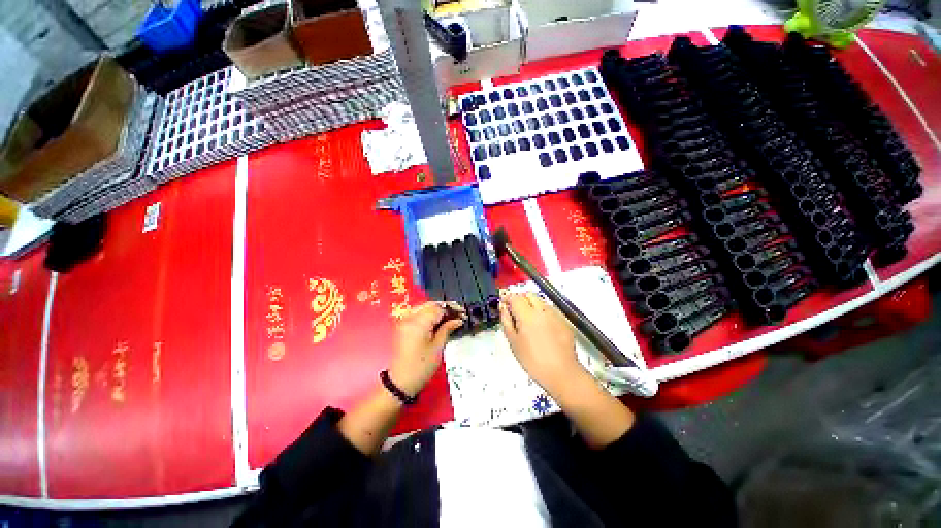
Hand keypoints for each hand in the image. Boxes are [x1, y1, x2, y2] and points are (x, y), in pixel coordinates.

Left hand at [388, 302, 465, 395]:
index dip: (452, 309)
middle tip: (459, 313)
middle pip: (430, 305)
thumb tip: (458, 319)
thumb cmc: (421, 367)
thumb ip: (447, 329)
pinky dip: (428, 313)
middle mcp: (410, 317)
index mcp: (418, 322)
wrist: (400, 382)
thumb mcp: (437, 348)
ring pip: (424, 307)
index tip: (463, 314)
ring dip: (437, 309)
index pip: (438, 308)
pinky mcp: (402, 325)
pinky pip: (418, 313)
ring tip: (450, 316)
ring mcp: (404, 320)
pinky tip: (438, 320)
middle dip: (445, 307)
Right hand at [500, 293, 581, 391]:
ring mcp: (555, 314)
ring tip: (528, 321)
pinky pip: (550, 310)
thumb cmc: (535, 361)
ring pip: (540, 301)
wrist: (561, 373)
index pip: (515, 297)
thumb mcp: (513, 342)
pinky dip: (543, 313)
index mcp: (527, 314)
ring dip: (532, 305)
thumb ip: (506, 321)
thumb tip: (503, 308)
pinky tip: (541, 327)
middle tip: (515, 312)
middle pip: (528, 295)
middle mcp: (542, 310)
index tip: (504, 303)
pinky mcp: (564, 321)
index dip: (507, 298)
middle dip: (520, 299)